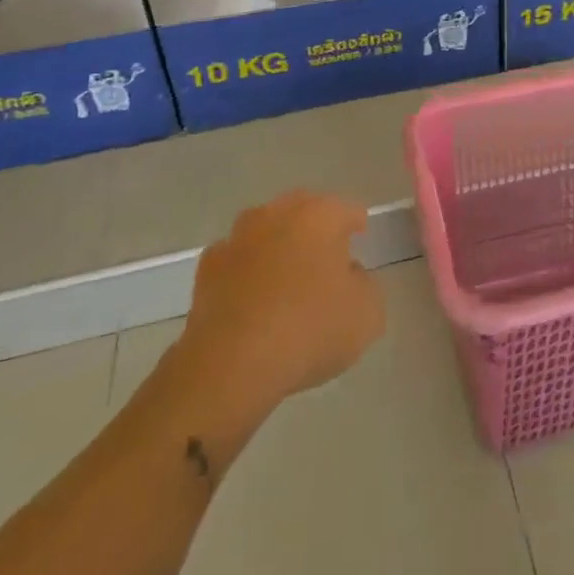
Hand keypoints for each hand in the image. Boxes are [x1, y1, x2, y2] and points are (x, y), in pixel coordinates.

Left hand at [174, 191, 385, 412]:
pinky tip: (252, 298)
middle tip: (326, 256)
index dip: (356, 224)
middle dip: (315, 227)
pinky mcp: (207, 269)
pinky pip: (236, 261)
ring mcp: (237, 238)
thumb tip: (348, 276)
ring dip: (277, 245)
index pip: (347, 210)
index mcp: (320, 215)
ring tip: (286, 277)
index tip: (360, 240)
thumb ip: (365, 285)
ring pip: (266, 230)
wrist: (230, 364)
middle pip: (303, 210)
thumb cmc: (309, 330)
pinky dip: (246, 271)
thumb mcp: (367, 314)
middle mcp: (278, 214)